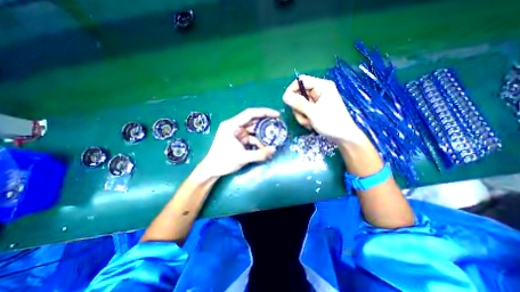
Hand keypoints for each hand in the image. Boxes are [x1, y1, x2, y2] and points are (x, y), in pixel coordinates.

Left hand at [195, 108, 277, 179]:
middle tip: (278, 127)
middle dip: (265, 125)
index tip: (277, 115)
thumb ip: (259, 154)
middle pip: (253, 121)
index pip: (250, 113)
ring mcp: (237, 134)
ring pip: (253, 131)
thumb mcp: (242, 157)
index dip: (264, 112)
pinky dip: (258, 143)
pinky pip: (251, 139)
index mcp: (232, 125)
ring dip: (263, 136)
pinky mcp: (239, 140)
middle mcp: (235, 126)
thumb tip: (274, 149)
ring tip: (274, 140)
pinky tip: (265, 149)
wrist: (212, 170)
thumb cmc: (223, 161)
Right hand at [284, 75, 364, 143]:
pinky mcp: (317, 108)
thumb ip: (298, 103)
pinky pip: (304, 111)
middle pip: (299, 94)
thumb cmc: (331, 123)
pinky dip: (305, 118)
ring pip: (300, 105)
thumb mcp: (313, 113)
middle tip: (304, 117)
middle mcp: (319, 91)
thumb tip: (284, 96)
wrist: (343, 137)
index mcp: (322, 86)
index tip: (286, 101)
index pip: (301, 81)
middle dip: (299, 108)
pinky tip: (311, 125)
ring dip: (302, 116)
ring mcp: (318, 101)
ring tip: (309, 123)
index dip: (292, 89)